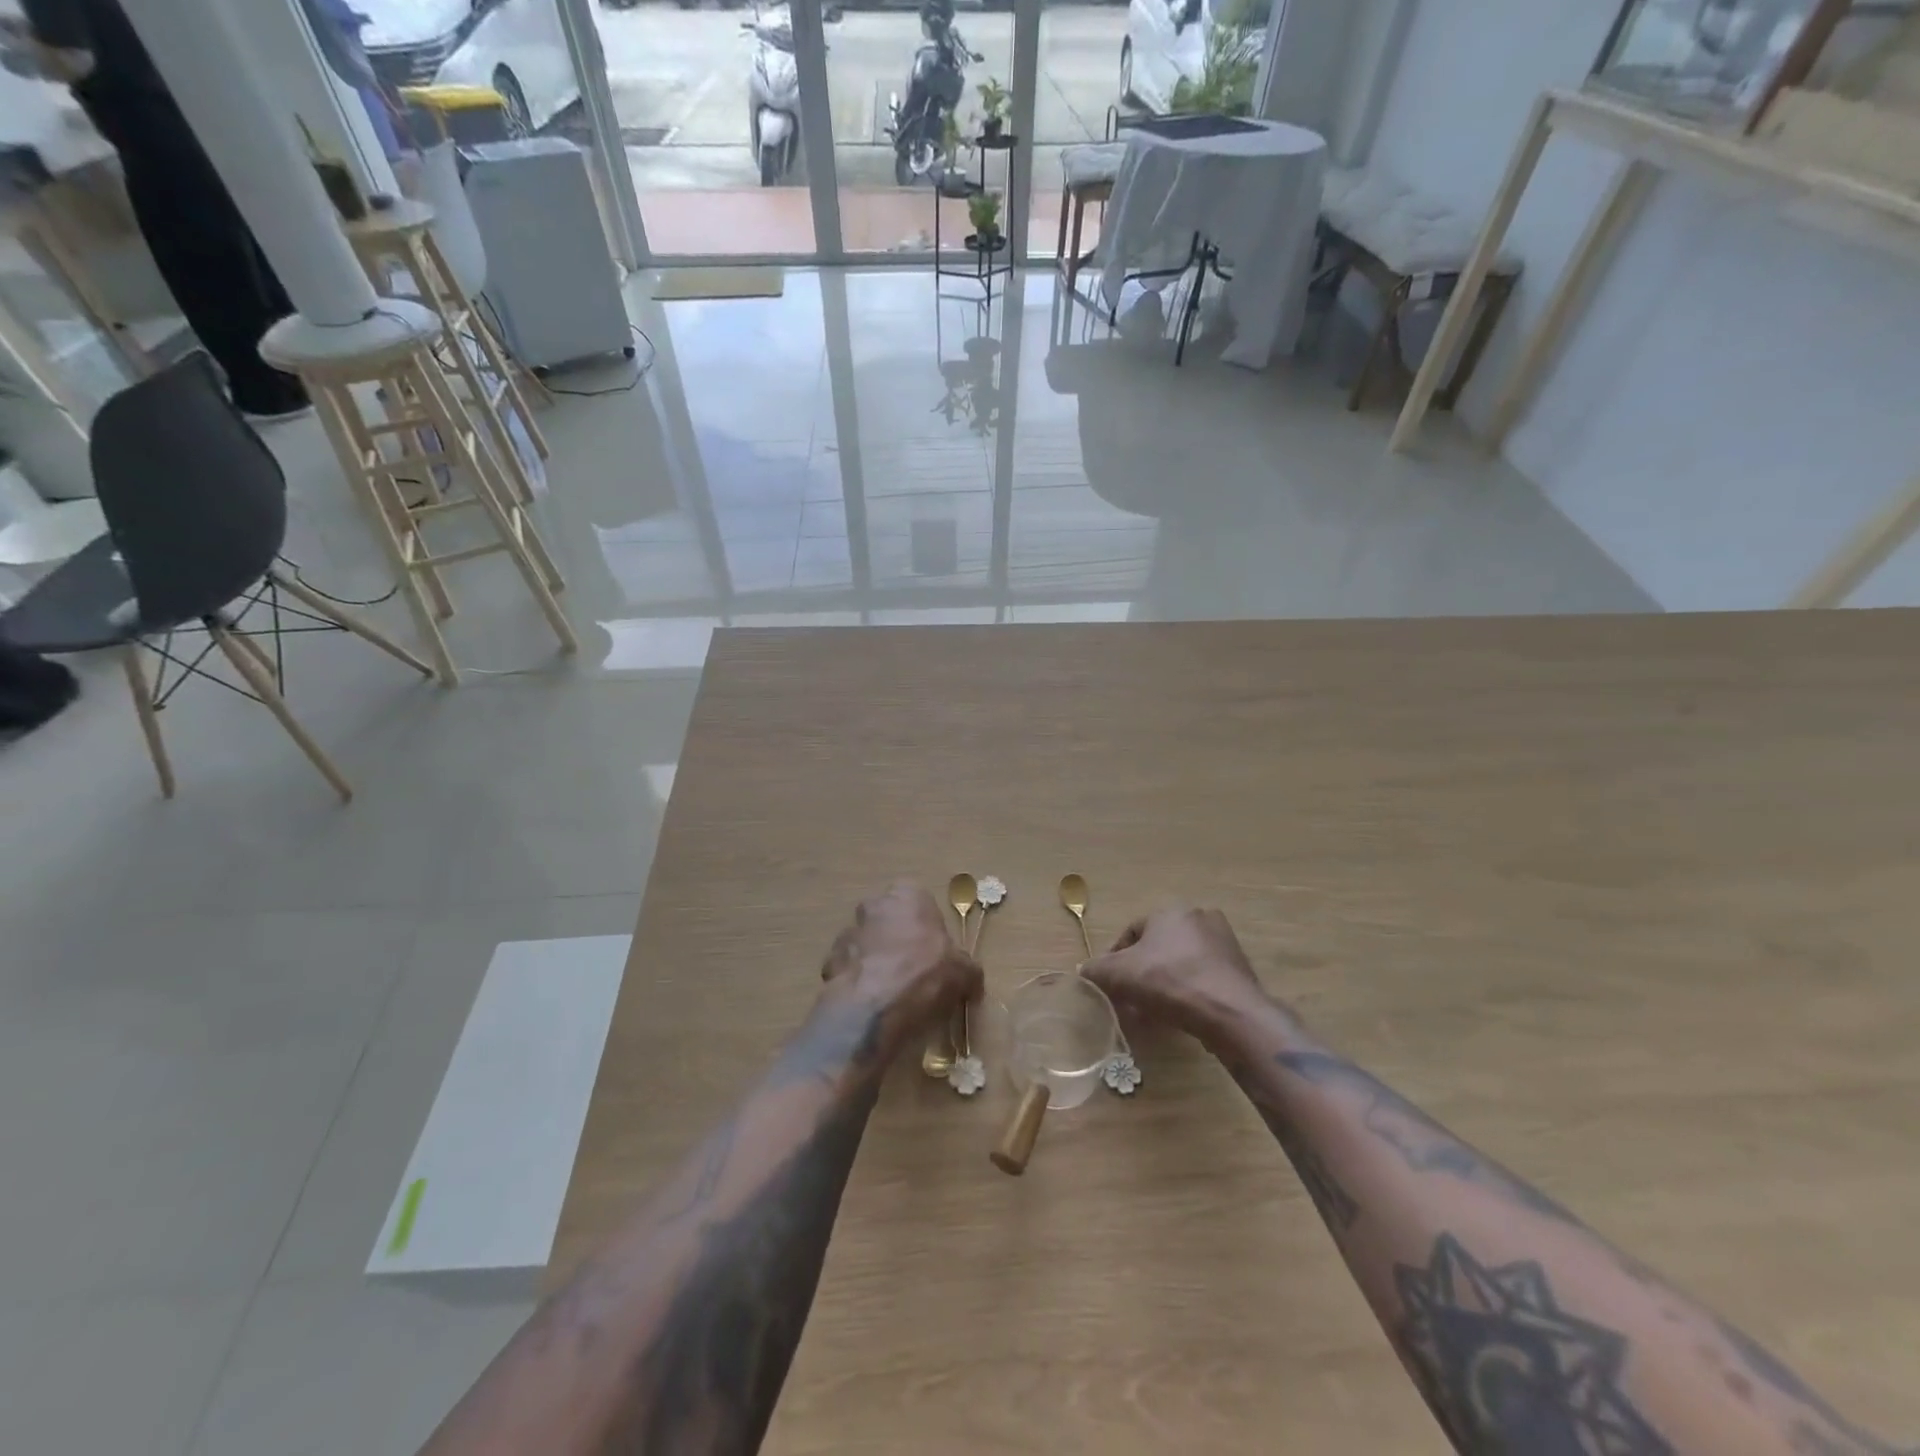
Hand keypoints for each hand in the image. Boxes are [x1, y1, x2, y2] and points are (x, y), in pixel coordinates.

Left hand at [820, 883, 981, 1052]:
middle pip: (888, 919)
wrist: (875, 1007)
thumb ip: (967, 969)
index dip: (925, 925)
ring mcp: (848, 933)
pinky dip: (857, 982)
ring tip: (890, 993)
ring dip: (874, 960)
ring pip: (865, 944)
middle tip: (913, 971)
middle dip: (897, 939)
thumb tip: (971, 980)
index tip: (934, 950)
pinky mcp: (829, 962)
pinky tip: (870, 1005)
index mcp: (908, 896)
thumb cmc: (926, 974)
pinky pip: (848, 969)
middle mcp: (874, 905)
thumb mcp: (964, 972)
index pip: (917, 899)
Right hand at [1081, 906, 1273, 1047]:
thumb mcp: (1119, 975)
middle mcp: (1199, 918)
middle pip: (1158, 947)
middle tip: (1130, 998)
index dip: (1115, 958)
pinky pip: (1203, 978)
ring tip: (1153, 1011)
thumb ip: (1096, 970)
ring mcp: (1224, 943)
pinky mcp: (1240, 969)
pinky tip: (1180, 1014)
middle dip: (1141, 972)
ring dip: (1164, 983)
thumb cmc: (1169, 981)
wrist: (1230, 1012)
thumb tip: (1083, 971)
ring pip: (1181, 963)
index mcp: (1170, 911)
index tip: (1109, 984)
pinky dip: (1188, 992)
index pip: (1132, 932)